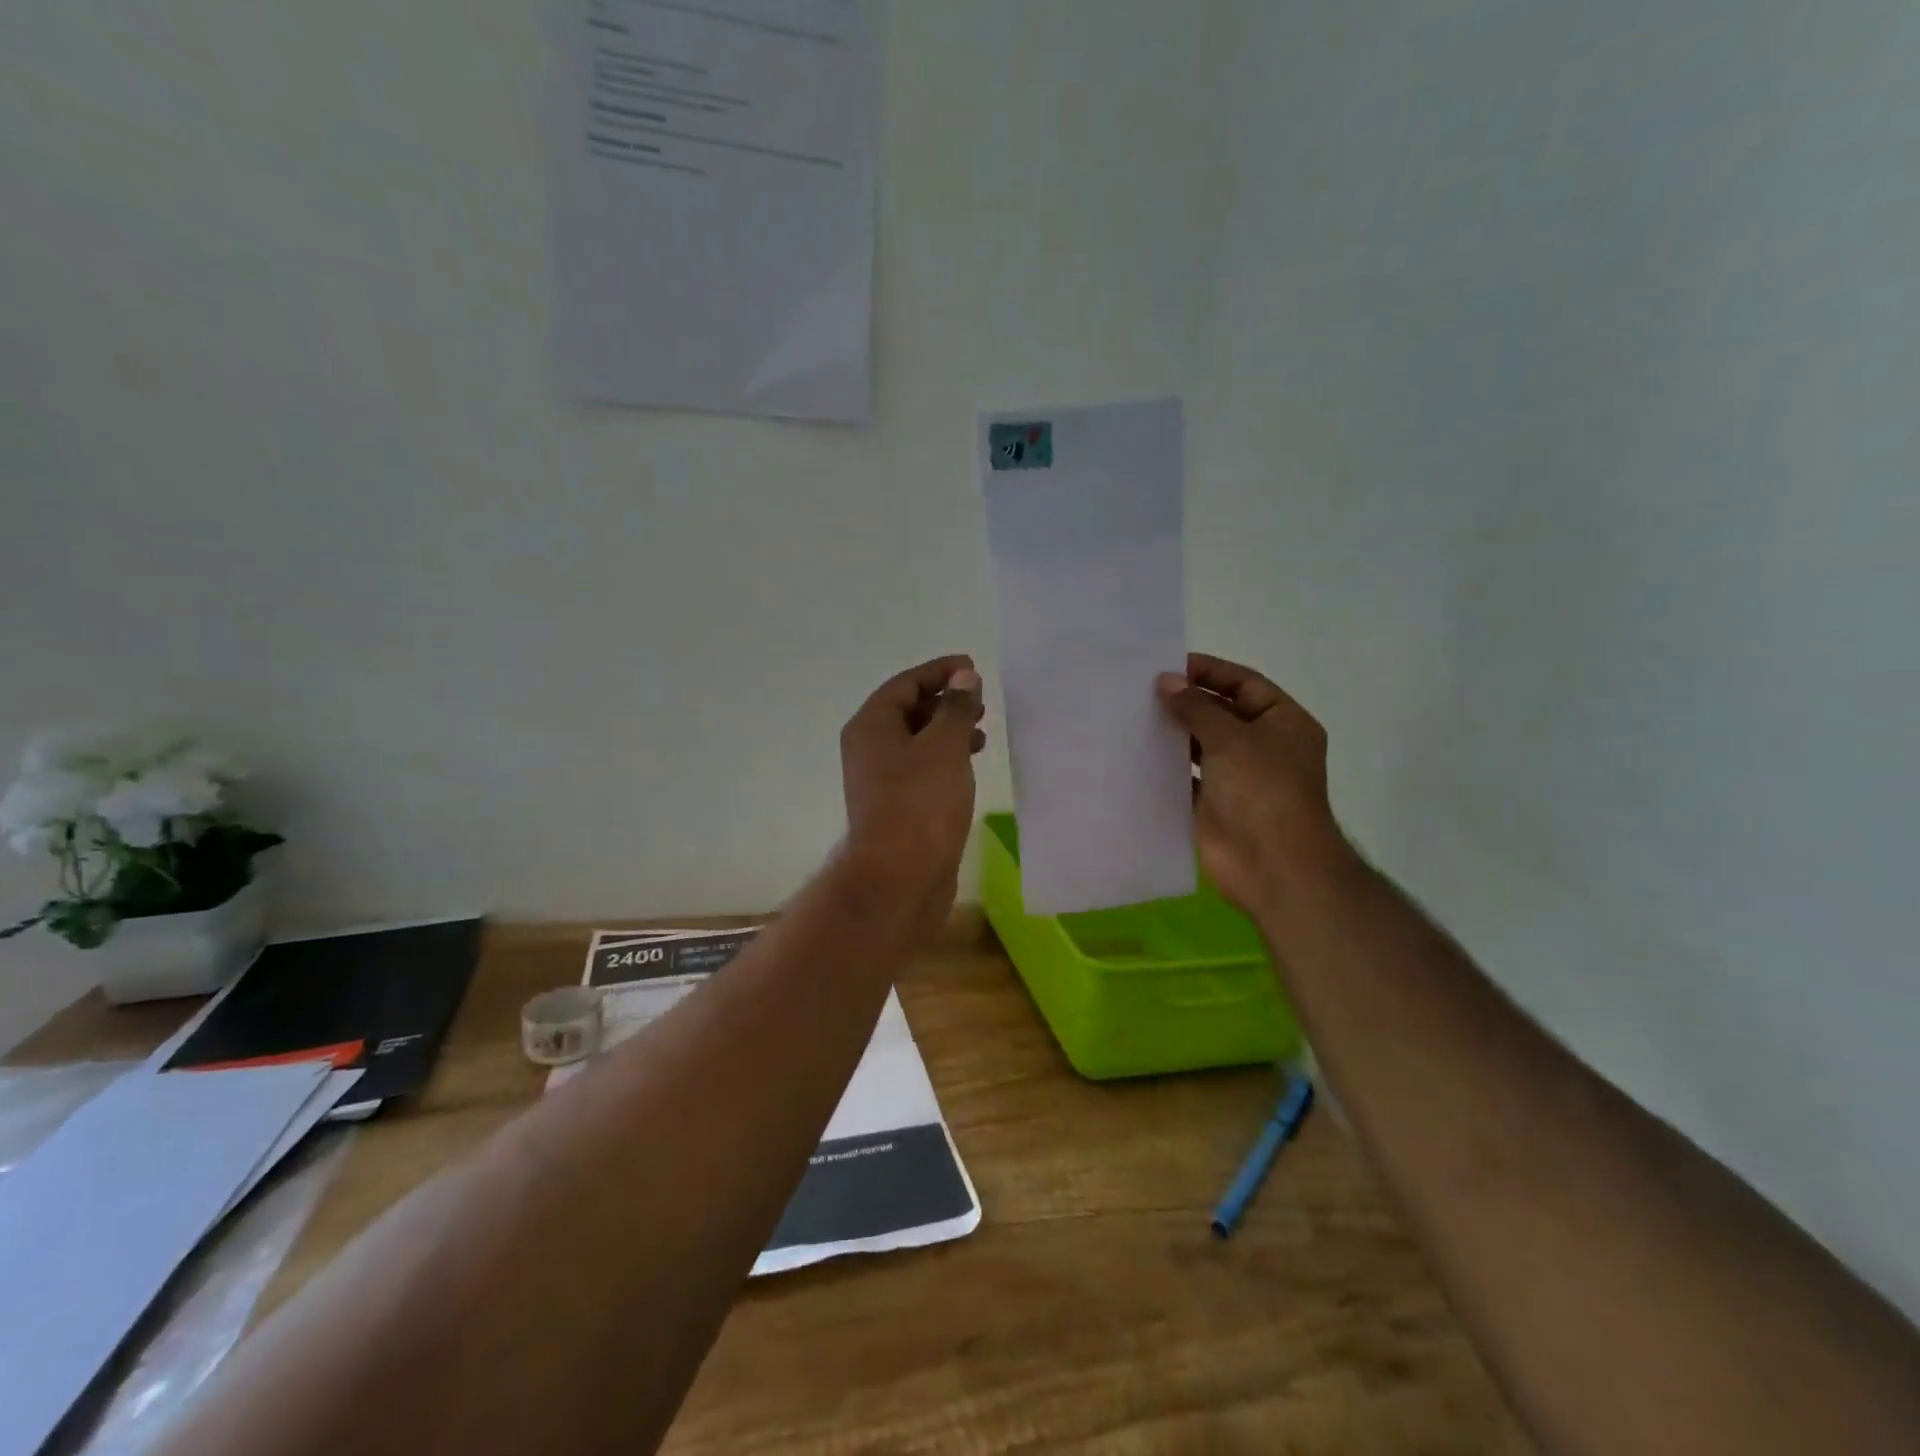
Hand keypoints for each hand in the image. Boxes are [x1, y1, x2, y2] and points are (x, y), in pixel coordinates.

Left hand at [839, 655, 985, 905]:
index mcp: (871, 725)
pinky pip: (921, 767)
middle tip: (980, 702)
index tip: (972, 667)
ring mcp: (881, 779)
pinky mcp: (897, 804)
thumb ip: (956, 708)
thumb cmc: (921, 802)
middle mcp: (869, 748)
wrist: (899, 876)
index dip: (939, 671)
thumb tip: (964, 676)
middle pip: (908, 710)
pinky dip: (945, 758)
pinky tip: (969, 764)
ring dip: (948, 730)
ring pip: (916, 741)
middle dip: (945, 701)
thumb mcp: (944, 746)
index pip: (905, 683)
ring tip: (982, 732)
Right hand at [1156, 653, 1356, 922]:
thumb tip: (1165, 681)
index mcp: (1283, 722)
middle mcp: (1262, 746)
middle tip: (1140, 690)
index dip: (1208, 672)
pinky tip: (1134, 754)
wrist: (1272, 865)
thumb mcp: (1231, 738)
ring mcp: (1237, 778)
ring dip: (1172, 733)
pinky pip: (1185, 778)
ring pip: (1200, 745)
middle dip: (1185, 702)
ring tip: (1132, 716)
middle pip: (1220, 713)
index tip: (1167, 665)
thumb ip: (1195, 707)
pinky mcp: (1213, 805)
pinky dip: (1164, 767)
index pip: (1244, 683)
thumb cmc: (1262, 790)